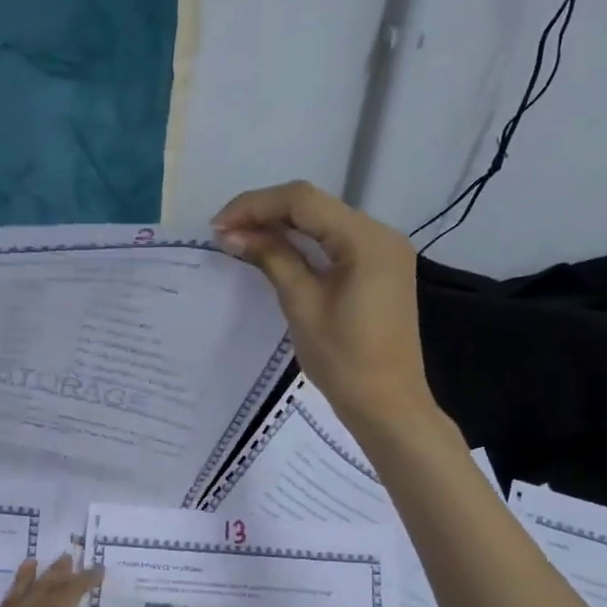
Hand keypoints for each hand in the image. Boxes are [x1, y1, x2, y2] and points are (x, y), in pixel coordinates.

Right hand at [213, 181, 434, 432]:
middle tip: (225, 233)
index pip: (303, 201)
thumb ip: (272, 259)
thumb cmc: (344, 361)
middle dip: (266, 214)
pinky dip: (305, 244)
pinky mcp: (381, 269)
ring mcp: (385, 251)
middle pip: (315, 206)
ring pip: (325, 222)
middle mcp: (381, 234)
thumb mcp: (302, 305)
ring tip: (242, 241)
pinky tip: (276, 252)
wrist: (388, 405)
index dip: (255, 206)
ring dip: (283, 227)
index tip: (218, 227)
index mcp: (366, 239)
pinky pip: (337, 243)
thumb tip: (232, 234)